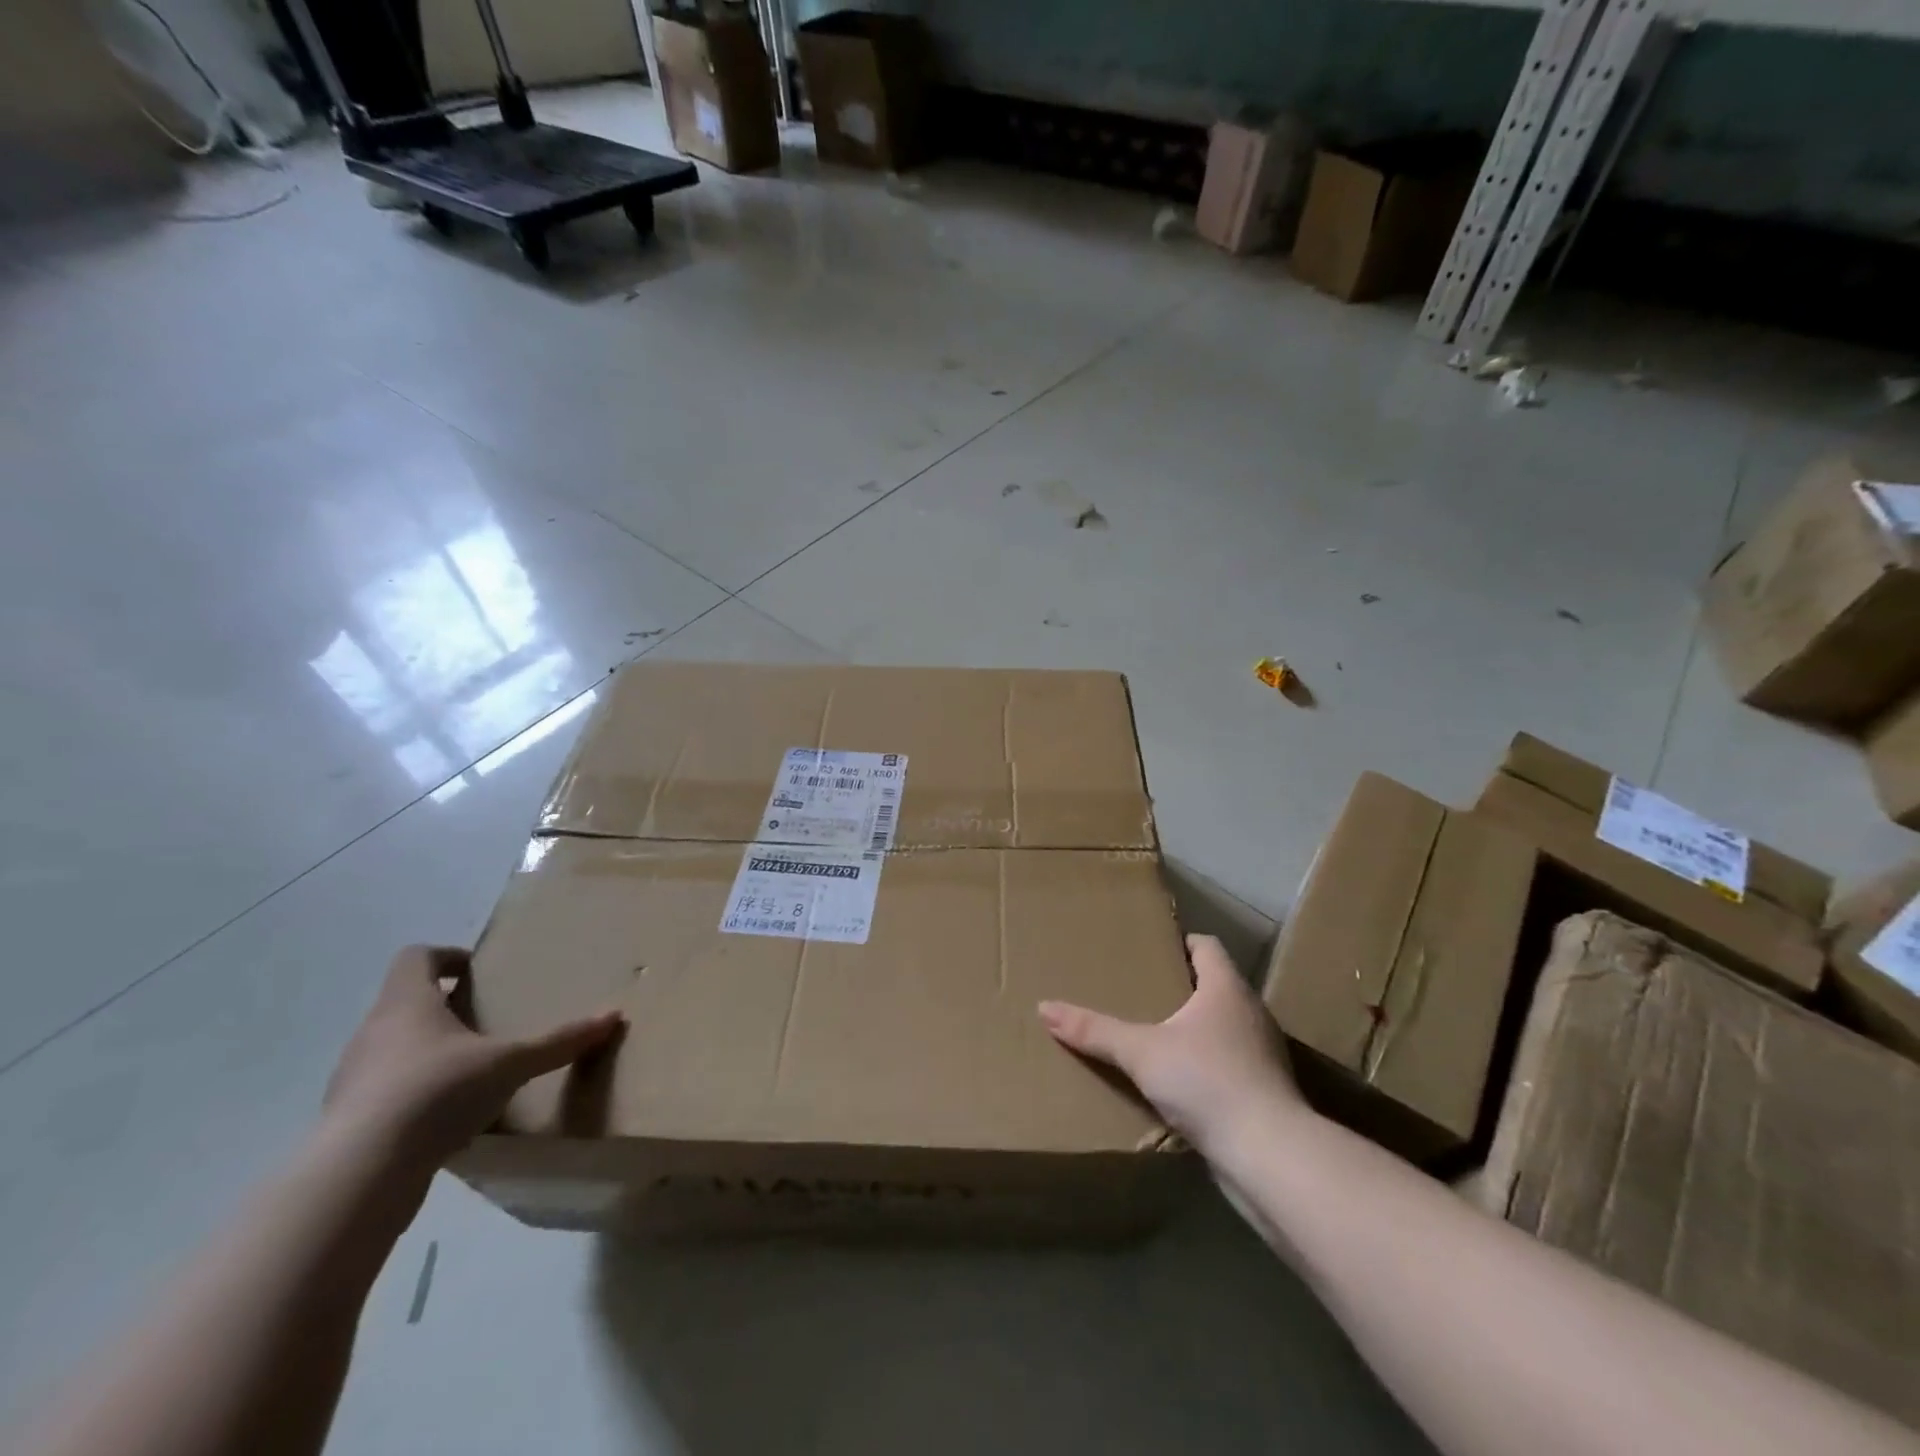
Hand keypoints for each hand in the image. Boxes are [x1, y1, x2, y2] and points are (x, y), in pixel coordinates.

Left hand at [324, 945, 622, 1167]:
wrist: (360, 1173)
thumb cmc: (437, 1092)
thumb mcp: (511, 1063)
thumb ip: (559, 1041)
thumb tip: (613, 1016)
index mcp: (406, 1003)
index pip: (416, 957)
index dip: (447, 957)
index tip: (476, 973)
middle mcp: (372, 1032)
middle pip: (404, 1003)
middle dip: (444, 1009)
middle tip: (484, 1022)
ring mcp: (351, 1078)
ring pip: (392, 1049)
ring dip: (427, 1053)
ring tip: (469, 1072)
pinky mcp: (346, 1121)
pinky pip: (383, 1092)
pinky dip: (412, 1095)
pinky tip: (444, 1118)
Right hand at [1038, 934, 1301, 1153]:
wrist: (1270, 1155)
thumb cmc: (1207, 1081)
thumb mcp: (1141, 1052)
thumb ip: (1094, 1030)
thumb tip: (1044, 1008)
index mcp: (1227, 988)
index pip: (1207, 946)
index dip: (1180, 943)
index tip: (1150, 951)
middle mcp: (1251, 1012)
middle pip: (1214, 985)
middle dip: (1180, 988)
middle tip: (1140, 993)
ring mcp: (1263, 1053)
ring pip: (1223, 1027)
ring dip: (1194, 1029)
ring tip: (1154, 1038)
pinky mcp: (1265, 1091)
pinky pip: (1230, 1064)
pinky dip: (1206, 1065)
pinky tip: (1180, 1084)